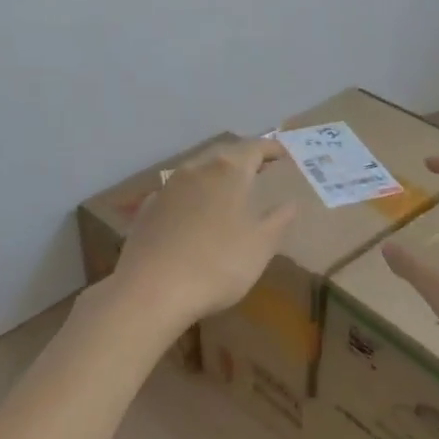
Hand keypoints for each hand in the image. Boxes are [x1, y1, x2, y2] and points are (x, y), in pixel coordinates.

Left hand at [103, 139, 297, 335]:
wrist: (151, 290)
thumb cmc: (217, 265)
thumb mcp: (261, 246)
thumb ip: (279, 220)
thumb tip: (291, 203)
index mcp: (228, 171)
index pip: (254, 147)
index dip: (270, 148)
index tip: (282, 153)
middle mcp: (196, 169)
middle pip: (223, 153)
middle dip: (243, 157)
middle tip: (259, 167)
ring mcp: (167, 188)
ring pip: (197, 170)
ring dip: (215, 174)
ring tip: (229, 189)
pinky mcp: (147, 209)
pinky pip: (177, 192)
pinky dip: (193, 194)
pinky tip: (194, 212)